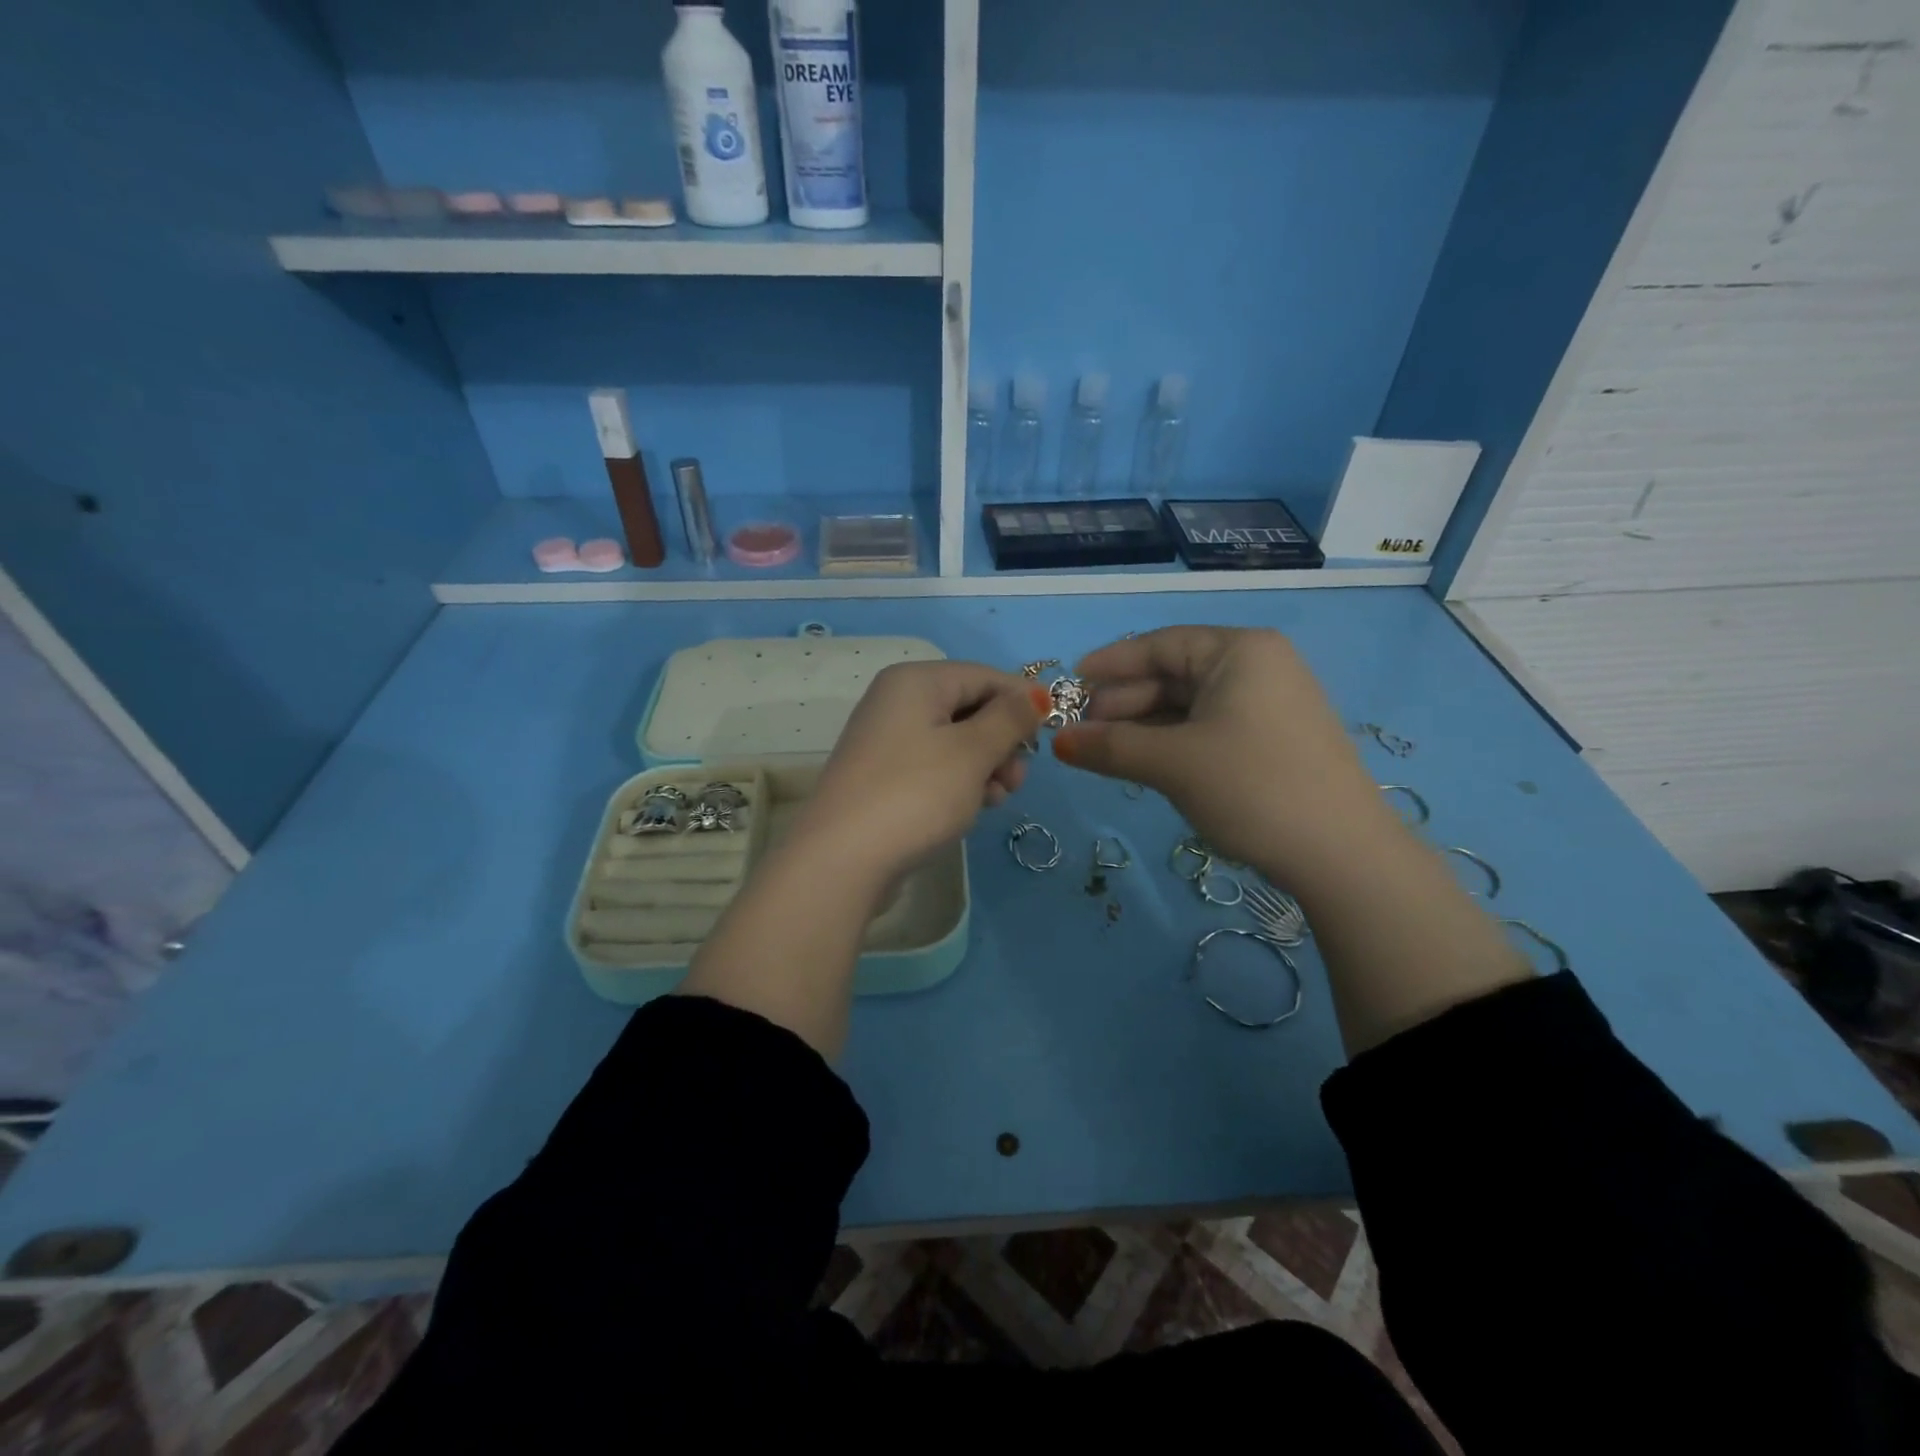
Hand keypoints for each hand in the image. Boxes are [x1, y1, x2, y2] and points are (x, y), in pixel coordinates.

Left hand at [793, 660, 1046, 885]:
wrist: (843, 859)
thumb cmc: (915, 794)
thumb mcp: (973, 752)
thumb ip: (1009, 719)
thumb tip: (1034, 695)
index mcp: (915, 681)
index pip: (984, 675)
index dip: (1022, 700)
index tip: (1051, 733)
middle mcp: (896, 701)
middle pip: (970, 707)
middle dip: (1002, 740)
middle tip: (1017, 778)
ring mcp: (887, 741)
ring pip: (955, 741)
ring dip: (986, 766)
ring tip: (998, 799)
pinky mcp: (884, 777)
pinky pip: (935, 766)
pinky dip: (960, 781)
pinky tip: (974, 808)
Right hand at [1053, 626, 1393, 888]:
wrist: (1342, 855)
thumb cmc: (1252, 787)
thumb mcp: (1172, 763)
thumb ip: (1110, 747)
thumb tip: (1058, 742)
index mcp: (1240, 651)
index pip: (1161, 644)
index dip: (1110, 663)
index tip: (1071, 683)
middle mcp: (1259, 666)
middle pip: (1174, 673)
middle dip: (1125, 702)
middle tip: (1084, 732)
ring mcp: (1271, 704)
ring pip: (1190, 704)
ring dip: (1145, 726)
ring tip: (1107, 752)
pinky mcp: (1275, 740)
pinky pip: (1210, 727)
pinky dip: (1173, 741)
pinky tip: (1148, 762)